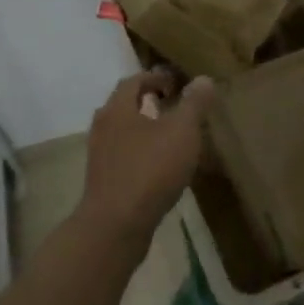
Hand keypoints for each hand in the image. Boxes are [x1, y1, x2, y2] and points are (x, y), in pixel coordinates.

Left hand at [79, 70, 215, 248]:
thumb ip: (193, 104)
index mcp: (118, 108)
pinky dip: (141, 154)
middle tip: (175, 107)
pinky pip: (124, 158)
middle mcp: (103, 127)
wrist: (115, 226)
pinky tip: (161, 169)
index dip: (155, 78)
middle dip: (149, 103)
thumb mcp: (181, 131)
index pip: (133, 81)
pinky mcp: (103, 182)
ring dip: (145, 130)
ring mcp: (100, 156)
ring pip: (124, 133)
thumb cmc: (150, 170)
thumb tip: (203, 79)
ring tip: (172, 139)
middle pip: (125, 106)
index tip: (176, 84)